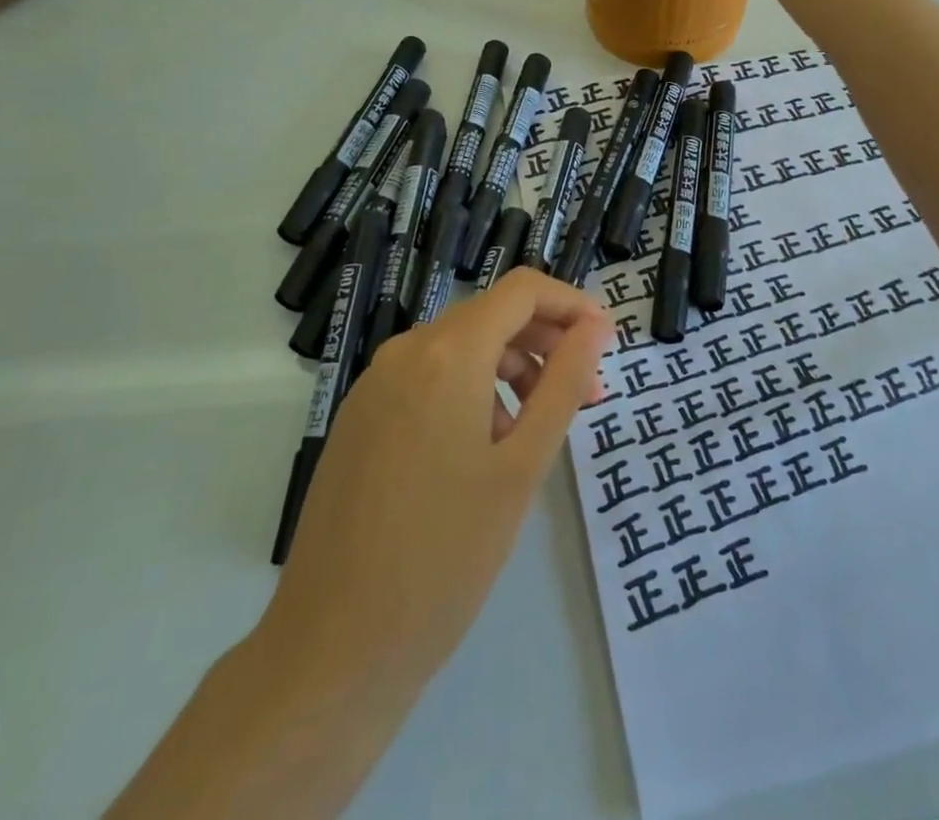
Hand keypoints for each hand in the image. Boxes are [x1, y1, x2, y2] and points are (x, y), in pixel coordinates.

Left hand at [257, 269, 612, 702]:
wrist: (333, 648)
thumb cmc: (445, 555)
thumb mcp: (522, 466)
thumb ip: (563, 383)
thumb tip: (595, 325)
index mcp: (446, 353)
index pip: (522, 290)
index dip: (571, 303)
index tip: (605, 341)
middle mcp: (405, 351)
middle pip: (491, 316)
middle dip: (546, 342)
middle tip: (587, 394)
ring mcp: (375, 384)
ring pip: (460, 348)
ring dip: (510, 369)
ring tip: (537, 430)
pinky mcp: (359, 417)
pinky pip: (427, 378)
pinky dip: (470, 390)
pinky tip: (485, 447)